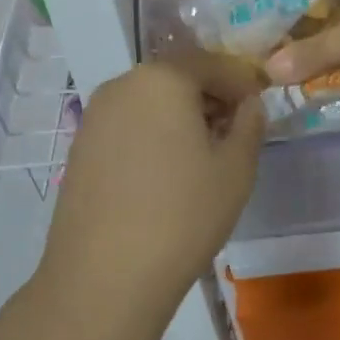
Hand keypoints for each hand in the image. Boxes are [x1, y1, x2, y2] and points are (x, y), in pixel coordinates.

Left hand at [33, 51, 264, 323]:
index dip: (242, 83)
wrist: (104, 277)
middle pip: (177, 78)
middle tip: (233, 134)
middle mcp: (122, 85)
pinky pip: (127, 127)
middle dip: (209, 98)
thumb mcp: (236, 168)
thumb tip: (248, 105)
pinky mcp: (80, 148)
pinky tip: (163, 175)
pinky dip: (151, 136)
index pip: (213, 63)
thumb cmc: (183, 215)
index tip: (259, 109)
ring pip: (150, 102)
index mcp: (163, 78)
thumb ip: (250, 124)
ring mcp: (94, 116)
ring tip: (200, 159)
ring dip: (179, 117)